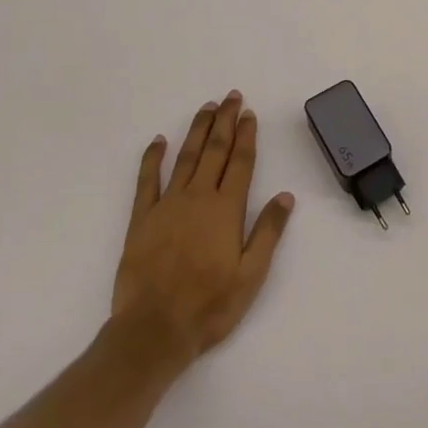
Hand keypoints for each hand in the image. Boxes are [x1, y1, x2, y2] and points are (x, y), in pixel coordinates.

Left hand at [110, 91, 295, 371]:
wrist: (153, 331)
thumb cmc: (209, 306)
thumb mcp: (251, 275)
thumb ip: (268, 232)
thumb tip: (286, 196)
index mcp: (226, 209)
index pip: (240, 162)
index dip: (247, 136)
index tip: (250, 113)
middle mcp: (198, 197)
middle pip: (214, 150)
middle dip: (225, 121)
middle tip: (231, 96)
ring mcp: (167, 205)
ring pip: (185, 157)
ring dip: (197, 130)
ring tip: (207, 108)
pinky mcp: (141, 219)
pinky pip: (146, 181)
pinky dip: (152, 158)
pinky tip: (159, 140)